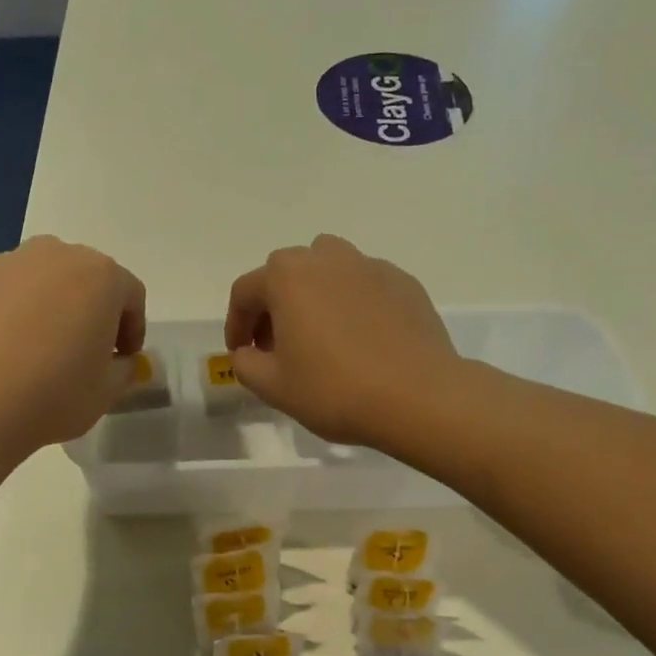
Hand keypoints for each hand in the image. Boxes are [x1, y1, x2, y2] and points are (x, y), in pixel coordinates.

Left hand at [0, 236, 146, 452]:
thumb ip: (124, 368)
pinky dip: (17, 312)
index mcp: (101, 275)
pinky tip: (8, 350)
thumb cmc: (55, 393)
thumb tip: (119, 360)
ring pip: (45, 281)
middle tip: (88, 350)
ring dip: (54, 306)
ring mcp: (9, 264)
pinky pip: (10, 293)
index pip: (130, 295)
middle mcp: (56, 255)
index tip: (124, 359)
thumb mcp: (108, 391)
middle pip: (87, 278)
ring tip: (44, 348)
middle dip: (93, 310)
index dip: (133, 329)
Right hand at [225, 235, 457, 447]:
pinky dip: (352, 303)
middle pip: (287, 273)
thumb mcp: (274, 386)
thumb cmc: (335, 389)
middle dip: (274, 306)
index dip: (236, 323)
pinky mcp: (404, 283)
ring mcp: (370, 266)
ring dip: (314, 294)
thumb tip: (248, 352)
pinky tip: (361, 339)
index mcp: (287, 277)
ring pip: (329, 269)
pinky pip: (364, 285)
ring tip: (320, 333)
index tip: (241, 352)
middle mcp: (327, 258)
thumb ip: (246, 364)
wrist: (419, 397)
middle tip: (277, 345)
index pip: (245, 291)